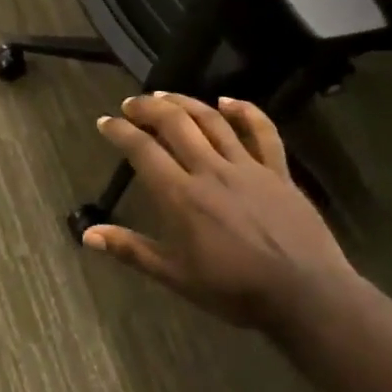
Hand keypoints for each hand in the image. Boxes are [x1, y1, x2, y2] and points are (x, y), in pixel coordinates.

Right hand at [86, 94, 359, 336]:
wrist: (304, 295)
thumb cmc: (234, 290)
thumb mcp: (175, 276)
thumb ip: (131, 251)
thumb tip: (87, 235)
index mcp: (181, 196)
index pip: (142, 150)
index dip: (120, 131)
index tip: (105, 122)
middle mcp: (210, 171)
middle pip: (175, 123)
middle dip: (148, 108)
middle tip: (132, 104)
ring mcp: (247, 167)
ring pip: (211, 120)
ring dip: (185, 102)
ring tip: (165, 95)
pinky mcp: (278, 171)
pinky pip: (262, 132)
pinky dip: (245, 111)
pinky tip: (228, 101)